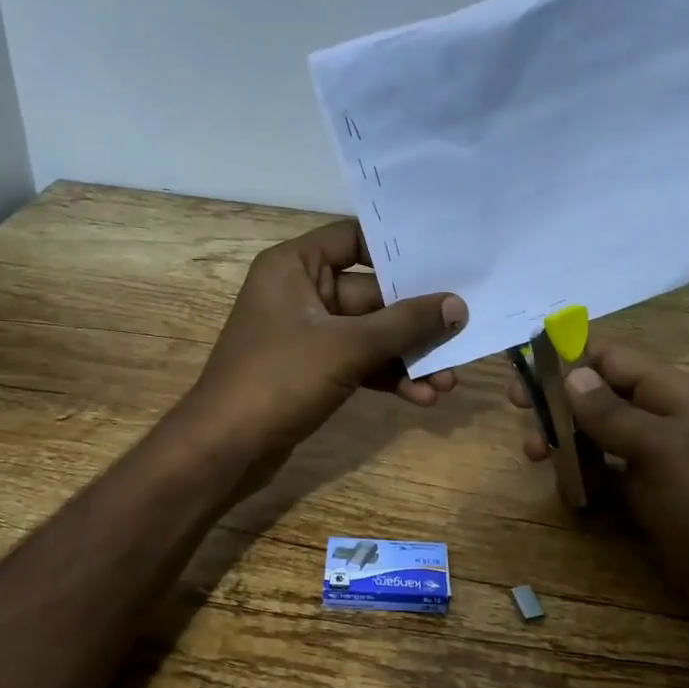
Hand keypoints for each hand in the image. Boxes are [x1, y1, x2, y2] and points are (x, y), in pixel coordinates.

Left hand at [186, 219, 467, 462]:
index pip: (354, 238)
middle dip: (416, 320)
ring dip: (408, 355)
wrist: (225, 449)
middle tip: (463, 330)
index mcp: (295, 266)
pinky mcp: (314, 369)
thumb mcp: (347, 346)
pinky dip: (389, 376)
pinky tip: (423, 397)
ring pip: (371, 333)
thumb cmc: (278, 379)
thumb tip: (458, 306)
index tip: (445, 258)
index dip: (398, 248)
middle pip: (372, 293)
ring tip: (449, 379)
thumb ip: (405, 323)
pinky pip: (361, 361)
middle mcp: (301, 292)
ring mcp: (308, 333)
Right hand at [509, 340, 688, 601]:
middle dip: (559, 400)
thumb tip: (572, 373)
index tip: (526, 373)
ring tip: (536, 456)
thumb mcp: (660, 452)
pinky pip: (609, 472)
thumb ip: (612, 412)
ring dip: (566, 439)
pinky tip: (570, 493)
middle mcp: (664, 417)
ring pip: (600, 433)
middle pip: (600, 393)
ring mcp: (658, 458)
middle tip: (520, 413)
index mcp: (672, 394)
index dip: (568, 358)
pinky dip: (585, 476)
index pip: (611, 357)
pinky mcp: (652, 494)